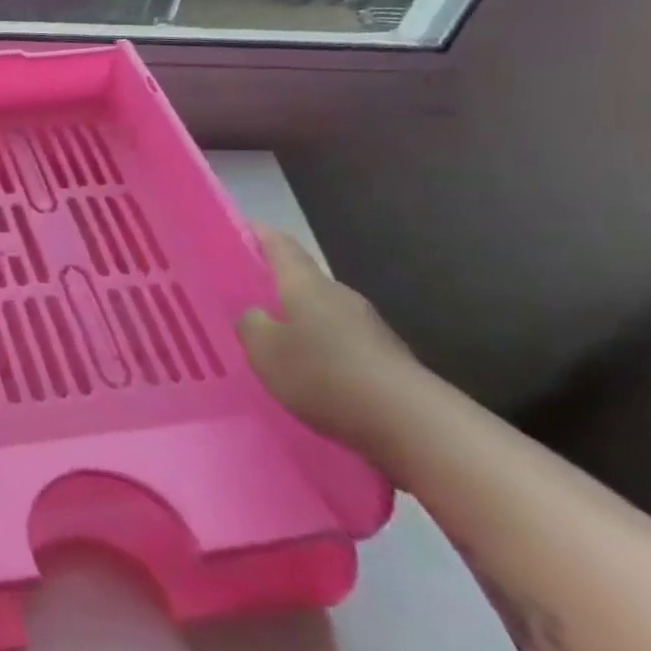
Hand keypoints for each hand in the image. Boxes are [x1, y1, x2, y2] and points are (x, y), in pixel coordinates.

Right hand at [237, 227, 422, 455]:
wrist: (411, 423)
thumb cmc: (324, 374)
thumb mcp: (265, 350)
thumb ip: (251, 325)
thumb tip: (255, 315)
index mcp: (307, 285)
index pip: (280, 246)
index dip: (258, 234)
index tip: (240, 227)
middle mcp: (339, 296)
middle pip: (303, 281)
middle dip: (275, 285)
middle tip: (244, 296)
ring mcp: (367, 327)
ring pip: (322, 314)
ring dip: (298, 322)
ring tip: (271, 341)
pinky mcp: (383, 359)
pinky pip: (339, 343)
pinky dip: (319, 350)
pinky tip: (307, 374)